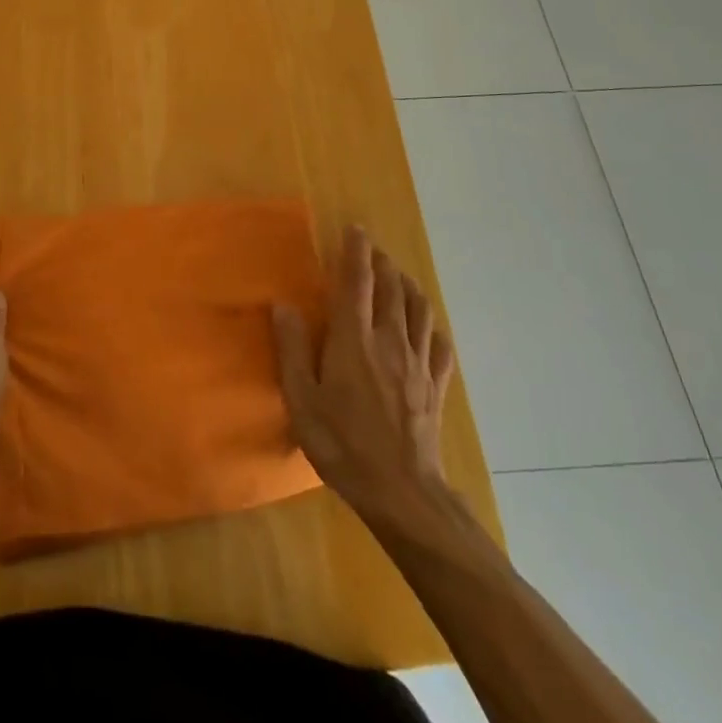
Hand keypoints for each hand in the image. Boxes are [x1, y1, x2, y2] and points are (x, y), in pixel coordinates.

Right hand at [273, 228, 454, 525]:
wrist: (403, 493)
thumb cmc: (344, 446)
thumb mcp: (303, 402)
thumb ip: (292, 350)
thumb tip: (283, 305)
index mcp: (354, 340)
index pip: (357, 282)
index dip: (356, 252)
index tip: (356, 229)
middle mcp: (390, 341)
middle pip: (392, 288)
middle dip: (382, 263)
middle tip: (372, 250)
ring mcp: (418, 363)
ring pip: (419, 309)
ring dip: (408, 286)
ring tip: (398, 277)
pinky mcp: (435, 386)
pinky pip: (439, 345)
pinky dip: (431, 327)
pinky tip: (426, 328)